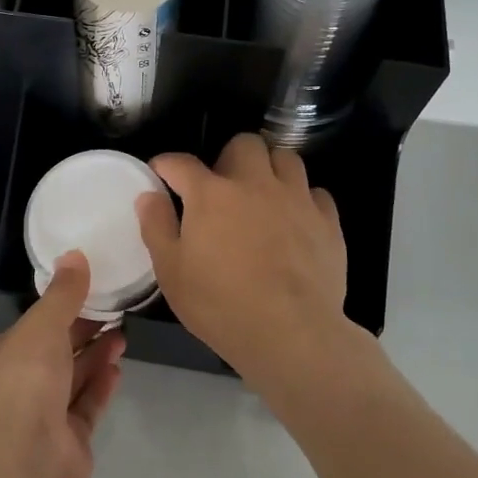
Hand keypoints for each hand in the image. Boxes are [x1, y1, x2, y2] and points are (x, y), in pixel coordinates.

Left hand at [0, 252, 124, 477]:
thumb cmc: (23, 377)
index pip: (30, 327)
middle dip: (82, 333)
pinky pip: (86, 408)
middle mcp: (17, 385)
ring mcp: (41, 417)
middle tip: (113, 313)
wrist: (22, 453)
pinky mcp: (67, 443)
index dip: (58, 311)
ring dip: (95, 358)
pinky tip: (117, 368)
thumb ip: (63, 293)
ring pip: (72, 381)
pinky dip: (100, 388)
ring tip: (122, 336)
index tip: (87, 294)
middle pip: (54, 354)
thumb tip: (75, 254)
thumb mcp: (43, 323)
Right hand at [136, 132, 349, 383]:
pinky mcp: (328, 222)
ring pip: (286, 158)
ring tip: (263, 195)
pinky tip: (296, 220)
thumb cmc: (220, 304)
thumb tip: (149, 196)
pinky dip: (304, 199)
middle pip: (244, 144)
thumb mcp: (171, 272)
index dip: (166, 165)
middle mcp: (255, 184)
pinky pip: (317, 193)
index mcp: (211, 194)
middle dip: (229, 157)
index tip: (161, 174)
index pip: (181, 162)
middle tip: (222, 187)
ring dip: (270, 169)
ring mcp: (296, 199)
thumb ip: (157, 227)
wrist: (291, 333)